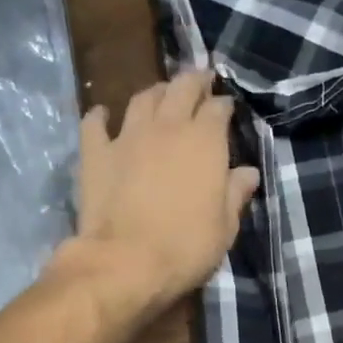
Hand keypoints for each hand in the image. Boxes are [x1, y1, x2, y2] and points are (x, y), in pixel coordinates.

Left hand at [74, 71, 260, 311]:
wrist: (126, 262)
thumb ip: (235, 195)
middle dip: (193, 81)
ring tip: (160, 96)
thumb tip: (248, 172)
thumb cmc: (186, 248)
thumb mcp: (224, 228)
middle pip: (181, 88)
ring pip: (142, 98)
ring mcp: (128, 136)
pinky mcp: (96, 153)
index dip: (224, 105)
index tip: (227, 109)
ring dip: (154, 93)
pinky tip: (103, 115)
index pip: (218, 109)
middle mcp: (167, 127)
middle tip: (199, 82)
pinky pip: (95, 123)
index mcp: (205, 142)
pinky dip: (100, 116)